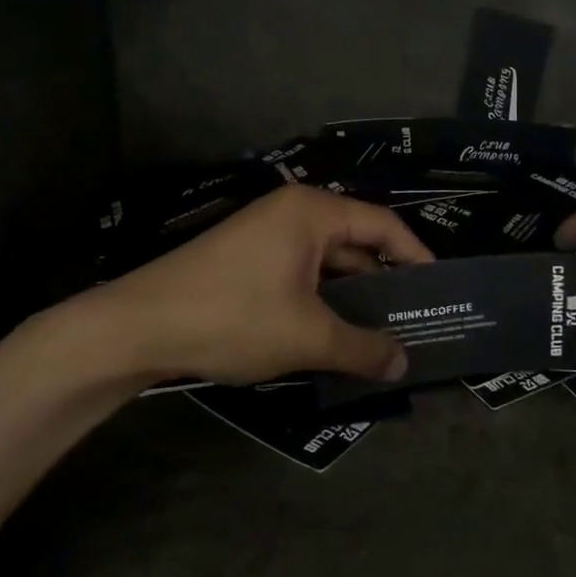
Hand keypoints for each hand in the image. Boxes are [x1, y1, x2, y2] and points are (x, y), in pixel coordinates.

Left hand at [24, 184, 432, 387]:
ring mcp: (267, 233)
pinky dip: (322, 298)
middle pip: (356, 241)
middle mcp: (293, 212)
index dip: (416, 256)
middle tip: (415, 319)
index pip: (383, 225)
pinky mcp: (248, 258)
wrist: (137, 326)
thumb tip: (404, 364)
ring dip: (352, 295)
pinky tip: (334, 333)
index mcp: (313, 212)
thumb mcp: (307, 336)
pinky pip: (301, 272)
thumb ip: (362, 347)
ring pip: (327, 261)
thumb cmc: (232, 316)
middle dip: (384, 282)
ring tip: (381, 334)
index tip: (438, 290)